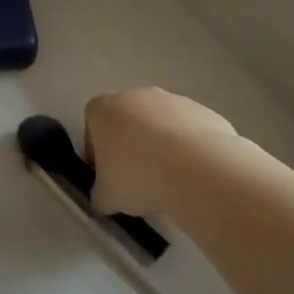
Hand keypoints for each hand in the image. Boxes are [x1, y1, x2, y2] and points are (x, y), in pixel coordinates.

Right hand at [83, 87, 238, 216]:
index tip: (107, 174)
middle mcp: (135, 96)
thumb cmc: (138, 177)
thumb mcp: (107, 197)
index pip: (92, 123)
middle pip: (126, 120)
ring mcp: (171, 100)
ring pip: (159, 124)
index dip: (96, 150)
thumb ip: (100, 193)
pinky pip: (187, 130)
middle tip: (137, 178)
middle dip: (130, 145)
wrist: (197, 169)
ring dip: (160, 146)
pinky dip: (187, 148)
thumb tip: (106, 197)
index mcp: (104, 109)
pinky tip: (192, 173)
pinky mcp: (201, 111)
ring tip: (169, 179)